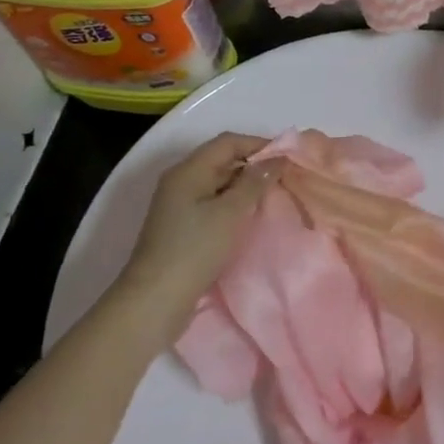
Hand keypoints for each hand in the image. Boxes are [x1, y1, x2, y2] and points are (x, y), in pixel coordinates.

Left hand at [121, 132, 276, 314]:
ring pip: (219, 183)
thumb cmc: (194, 250)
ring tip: (274, 196)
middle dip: (254, 164)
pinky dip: (234, 204)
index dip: (259, 144)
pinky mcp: (183, 227)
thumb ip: (254, 183)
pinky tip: (252, 217)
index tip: (288, 157)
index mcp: (188, 171)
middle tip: (285, 177)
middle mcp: (181, 181)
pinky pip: (214, 203)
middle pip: (222, 160)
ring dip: (246, 186)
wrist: (155, 300)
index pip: (228, 142)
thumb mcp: (230, 213)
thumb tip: (276, 160)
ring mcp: (180, 205)